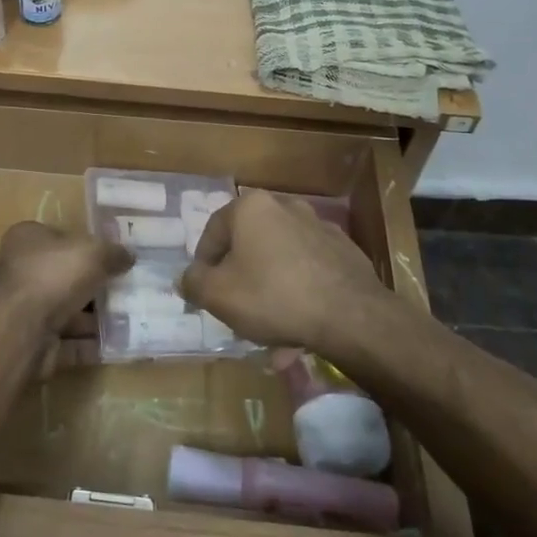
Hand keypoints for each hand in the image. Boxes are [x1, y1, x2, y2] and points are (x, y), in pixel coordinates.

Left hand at [0, 222, 130, 333]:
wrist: (21, 331)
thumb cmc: (53, 275)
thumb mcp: (93, 252)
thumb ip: (113, 253)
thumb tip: (129, 256)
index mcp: (28, 239)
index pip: (59, 237)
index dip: (86, 245)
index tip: (112, 256)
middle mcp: (22, 272)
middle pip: (64, 276)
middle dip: (94, 285)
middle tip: (127, 288)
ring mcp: (25, 311)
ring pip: (67, 312)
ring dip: (95, 318)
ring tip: (131, 319)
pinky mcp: (34, 344)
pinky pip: (69, 343)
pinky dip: (91, 345)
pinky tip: (119, 345)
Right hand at [180, 191, 387, 353]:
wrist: (351, 315)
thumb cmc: (273, 295)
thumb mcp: (218, 294)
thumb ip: (194, 283)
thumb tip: (185, 278)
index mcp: (251, 207)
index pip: (213, 231)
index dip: (203, 264)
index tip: (204, 292)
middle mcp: (285, 207)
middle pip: (249, 245)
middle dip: (240, 278)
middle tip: (235, 309)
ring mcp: (319, 227)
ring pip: (280, 260)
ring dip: (270, 289)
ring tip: (269, 330)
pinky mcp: (344, 251)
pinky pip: (308, 271)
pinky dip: (299, 292)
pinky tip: (299, 326)